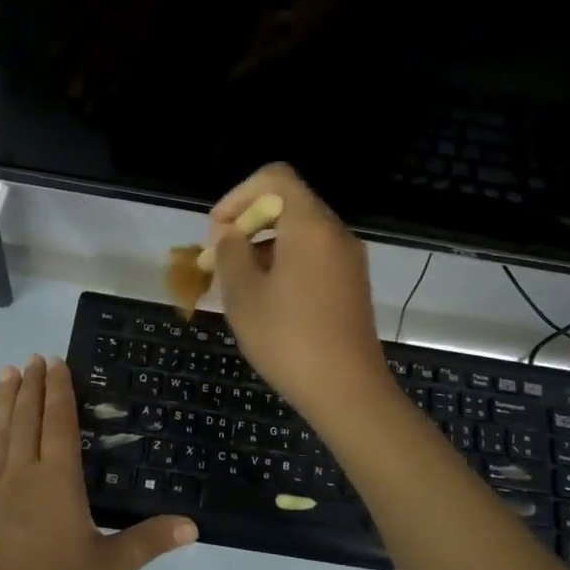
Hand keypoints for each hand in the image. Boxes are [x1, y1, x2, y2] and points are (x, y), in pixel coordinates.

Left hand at [0, 355, 195, 569]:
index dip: (59, 391)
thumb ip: (149, 541)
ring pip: (0, 437)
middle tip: (35, 357)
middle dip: (33, 387)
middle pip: (29, 421)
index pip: (60, 424)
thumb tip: (192, 525)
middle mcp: (24, 476)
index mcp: (59, 482)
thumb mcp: (111, 569)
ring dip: (5, 404)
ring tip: (8, 372)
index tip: (56, 362)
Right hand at [207, 164, 396, 425]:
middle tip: (220, 258)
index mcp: (311, 226)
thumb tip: (229, 234)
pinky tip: (266, 299)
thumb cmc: (289, 339)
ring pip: (299, 232)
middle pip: (288, 203)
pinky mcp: (351, 284)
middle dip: (247, 222)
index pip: (274, 177)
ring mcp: (348, 260)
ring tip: (237, 283)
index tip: (217, 231)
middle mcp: (335, 233)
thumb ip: (230, 253)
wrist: (348, 392)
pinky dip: (284, 262)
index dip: (238, 195)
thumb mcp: (244, 294)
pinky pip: (313, 256)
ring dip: (263, 245)